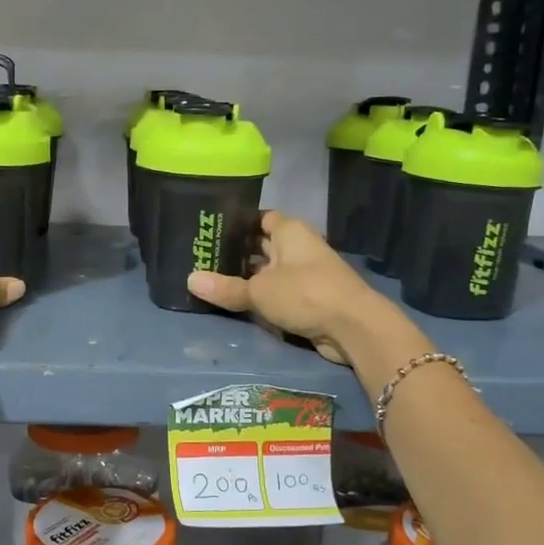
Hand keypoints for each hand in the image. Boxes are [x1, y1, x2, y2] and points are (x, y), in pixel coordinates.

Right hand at [187, 211, 412, 366]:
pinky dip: (261, 296)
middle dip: (237, 252)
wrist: (353, 327)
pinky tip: (237, 301)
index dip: (237, 222)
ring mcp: (305, 272)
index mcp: (289, 231)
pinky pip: (278, 291)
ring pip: (269, 270)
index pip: (260, 217)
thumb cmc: (305, 293)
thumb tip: (190, 280)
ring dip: (248, 277)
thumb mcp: (259, 291)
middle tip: (202, 258)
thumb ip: (225, 287)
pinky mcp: (309, 297)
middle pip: (262, 244)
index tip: (211, 231)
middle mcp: (298, 246)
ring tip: (212, 280)